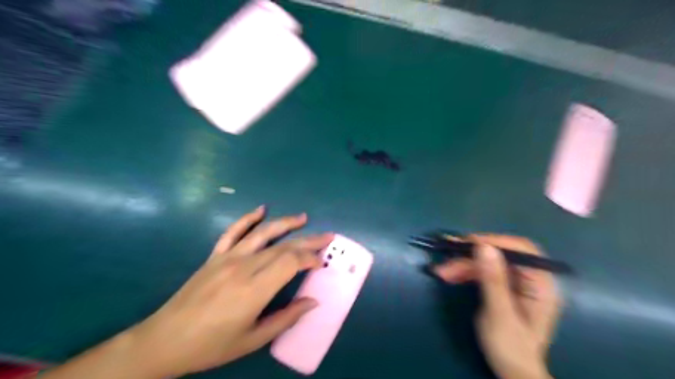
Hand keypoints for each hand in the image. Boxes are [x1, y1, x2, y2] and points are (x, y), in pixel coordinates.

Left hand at [125, 208, 331, 378]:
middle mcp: (244, 267)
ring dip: (286, 223)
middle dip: (308, 241)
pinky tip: (261, 209)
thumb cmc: (212, 345)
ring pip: (263, 233)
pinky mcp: (215, 256)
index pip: (291, 262)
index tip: (321, 263)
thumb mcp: (253, 339)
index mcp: (254, 289)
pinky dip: (248, 218)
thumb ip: (286, 318)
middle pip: (283, 246)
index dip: (310, 259)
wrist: (164, 341)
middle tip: (327, 237)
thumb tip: (313, 301)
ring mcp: (227, 258)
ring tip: (303, 218)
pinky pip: (233, 231)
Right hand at [432, 234, 558, 378]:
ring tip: (442, 272)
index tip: (467, 243)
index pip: (521, 249)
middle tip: (447, 262)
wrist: (512, 372)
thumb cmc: (511, 348)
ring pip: (488, 262)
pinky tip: (451, 276)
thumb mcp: (499, 314)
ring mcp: (517, 282)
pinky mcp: (504, 287)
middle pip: (500, 255)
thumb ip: (493, 280)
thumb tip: (484, 246)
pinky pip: (484, 272)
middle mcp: (531, 278)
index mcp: (541, 284)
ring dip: (464, 265)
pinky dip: (467, 272)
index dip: (495, 241)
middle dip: (471, 257)